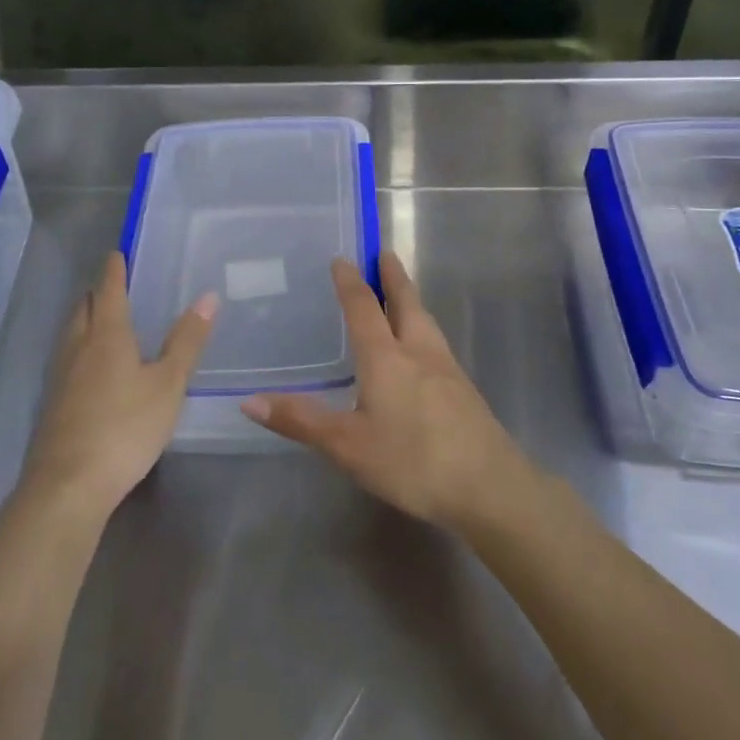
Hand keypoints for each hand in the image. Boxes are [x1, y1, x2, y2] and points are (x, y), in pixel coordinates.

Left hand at [23, 252, 216, 514]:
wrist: (69, 485)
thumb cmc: (125, 427)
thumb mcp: (168, 384)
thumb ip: (187, 341)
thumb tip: (208, 296)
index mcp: (107, 335)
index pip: (108, 290)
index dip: (114, 270)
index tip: (117, 253)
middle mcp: (79, 348)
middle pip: (82, 308)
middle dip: (96, 292)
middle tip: (113, 285)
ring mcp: (61, 377)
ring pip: (71, 334)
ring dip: (85, 319)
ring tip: (102, 319)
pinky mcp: (54, 404)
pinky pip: (67, 360)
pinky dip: (80, 348)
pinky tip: (91, 367)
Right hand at [240, 252, 530, 530]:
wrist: (490, 486)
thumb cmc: (412, 461)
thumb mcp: (347, 446)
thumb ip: (301, 421)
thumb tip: (249, 401)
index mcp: (386, 357)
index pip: (364, 308)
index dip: (351, 282)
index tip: (343, 258)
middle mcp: (418, 352)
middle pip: (406, 302)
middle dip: (392, 276)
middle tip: (384, 253)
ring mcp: (447, 369)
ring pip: (425, 321)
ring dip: (410, 299)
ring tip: (402, 292)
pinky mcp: (464, 390)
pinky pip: (436, 343)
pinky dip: (422, 327)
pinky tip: (421, 348)